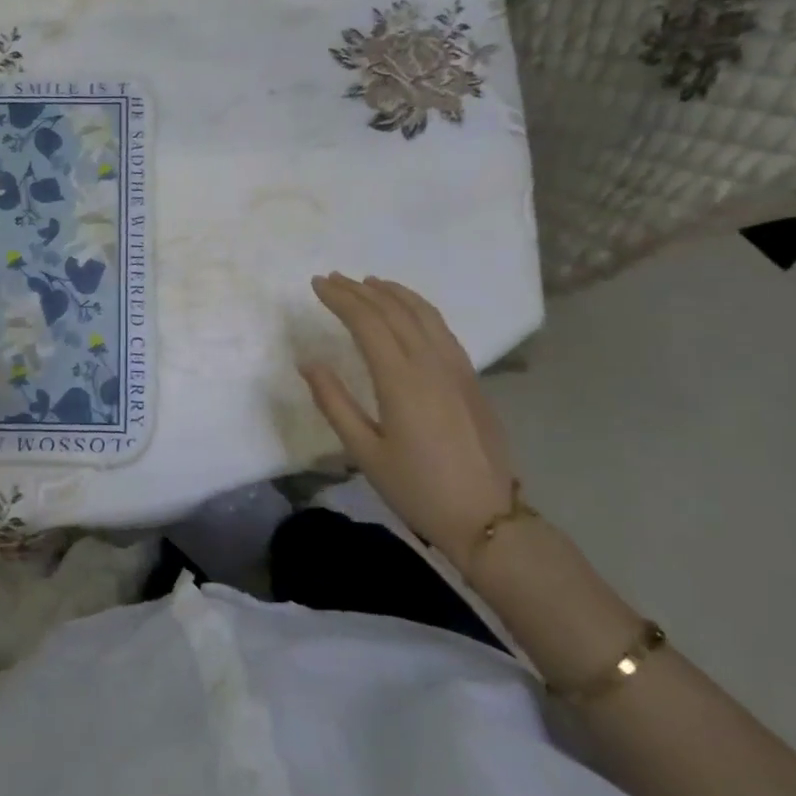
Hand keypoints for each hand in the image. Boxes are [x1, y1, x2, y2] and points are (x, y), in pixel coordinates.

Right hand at [301, 274, 515, 565]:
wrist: (487, 517)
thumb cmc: (417, 488)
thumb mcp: (365, 452)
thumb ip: (334, 402)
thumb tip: (308, 362)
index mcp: (401, 380)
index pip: (367, 322)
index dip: (340, 299)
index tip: (317, 285)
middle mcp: (431, 363)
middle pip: (393, 311)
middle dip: (360, 290)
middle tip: (333, 278)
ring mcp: (456, 368)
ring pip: (423, 314)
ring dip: (393, 293)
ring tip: (369, 282)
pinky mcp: (471, 378)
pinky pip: (442, 329)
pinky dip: (420, 309)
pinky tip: (409, 311)